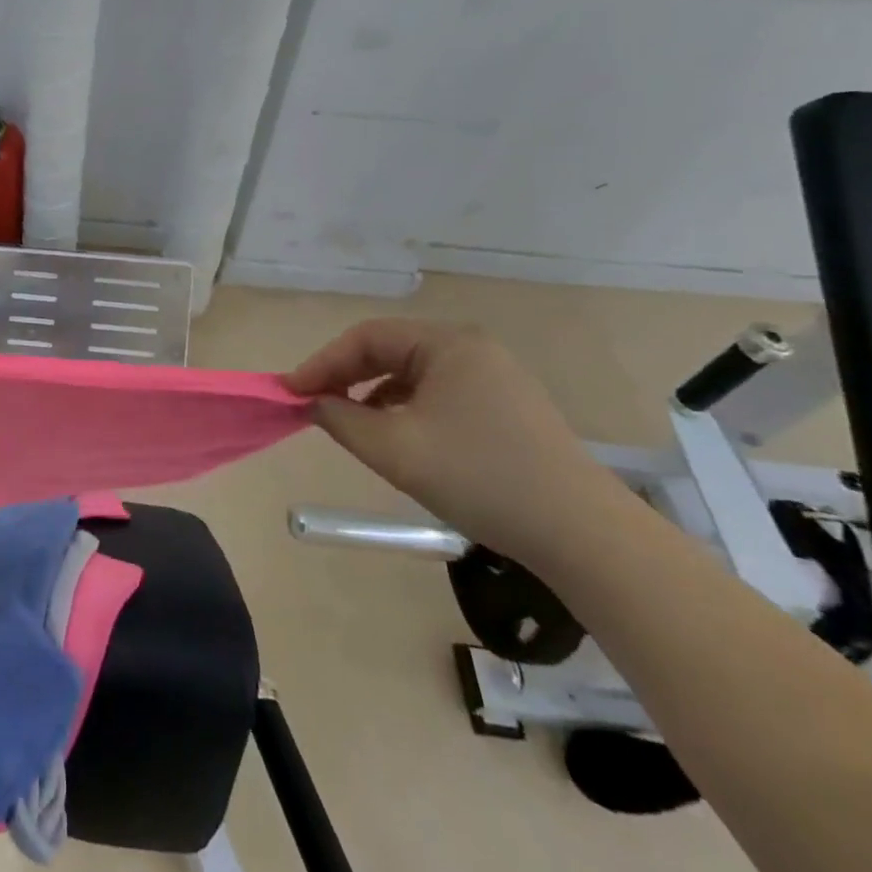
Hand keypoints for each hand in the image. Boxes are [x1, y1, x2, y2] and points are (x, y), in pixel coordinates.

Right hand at [286, 319, 628, 566]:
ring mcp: (493, 376)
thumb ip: (340, 419)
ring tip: (348, 421)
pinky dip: (404, 407)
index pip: (366, 338)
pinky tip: (394, 434)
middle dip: (346, 376)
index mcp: (447, 343)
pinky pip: (437, 392)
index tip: (289, 392)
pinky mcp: (505, 406)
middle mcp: (471, 348)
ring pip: (412, 373)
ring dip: (372, 392)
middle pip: (389, 350)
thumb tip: (312, 403)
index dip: (322, 363)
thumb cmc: (480, 478)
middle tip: (312, 404)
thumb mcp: (394, 449)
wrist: (582, 534)